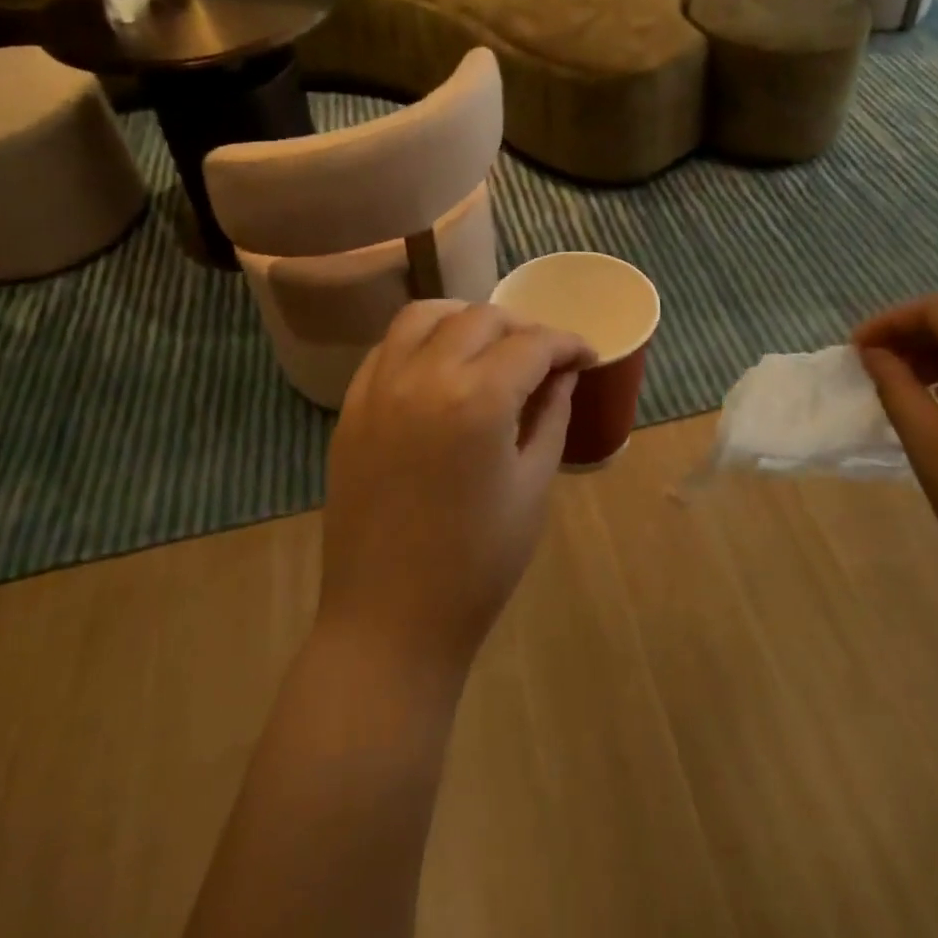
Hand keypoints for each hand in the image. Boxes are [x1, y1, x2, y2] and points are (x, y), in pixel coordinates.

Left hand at [320, 300, 594, 674]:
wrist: (390, 621)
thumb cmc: (479, 562)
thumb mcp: (532, 486)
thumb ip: (552, 415)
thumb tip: (564, 375)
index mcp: (478, 400)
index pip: (532, 344)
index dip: (567, 344)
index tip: (586, 356)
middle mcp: (424, 377)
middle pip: (480, 318)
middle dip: (522, 327)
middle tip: (544, 357)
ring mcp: (379, 389)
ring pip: (424, 316)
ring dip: (464, 319)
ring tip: (488, 345)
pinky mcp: (352, 408)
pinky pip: (387, 348)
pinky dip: (420, 340)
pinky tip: (439, 366)